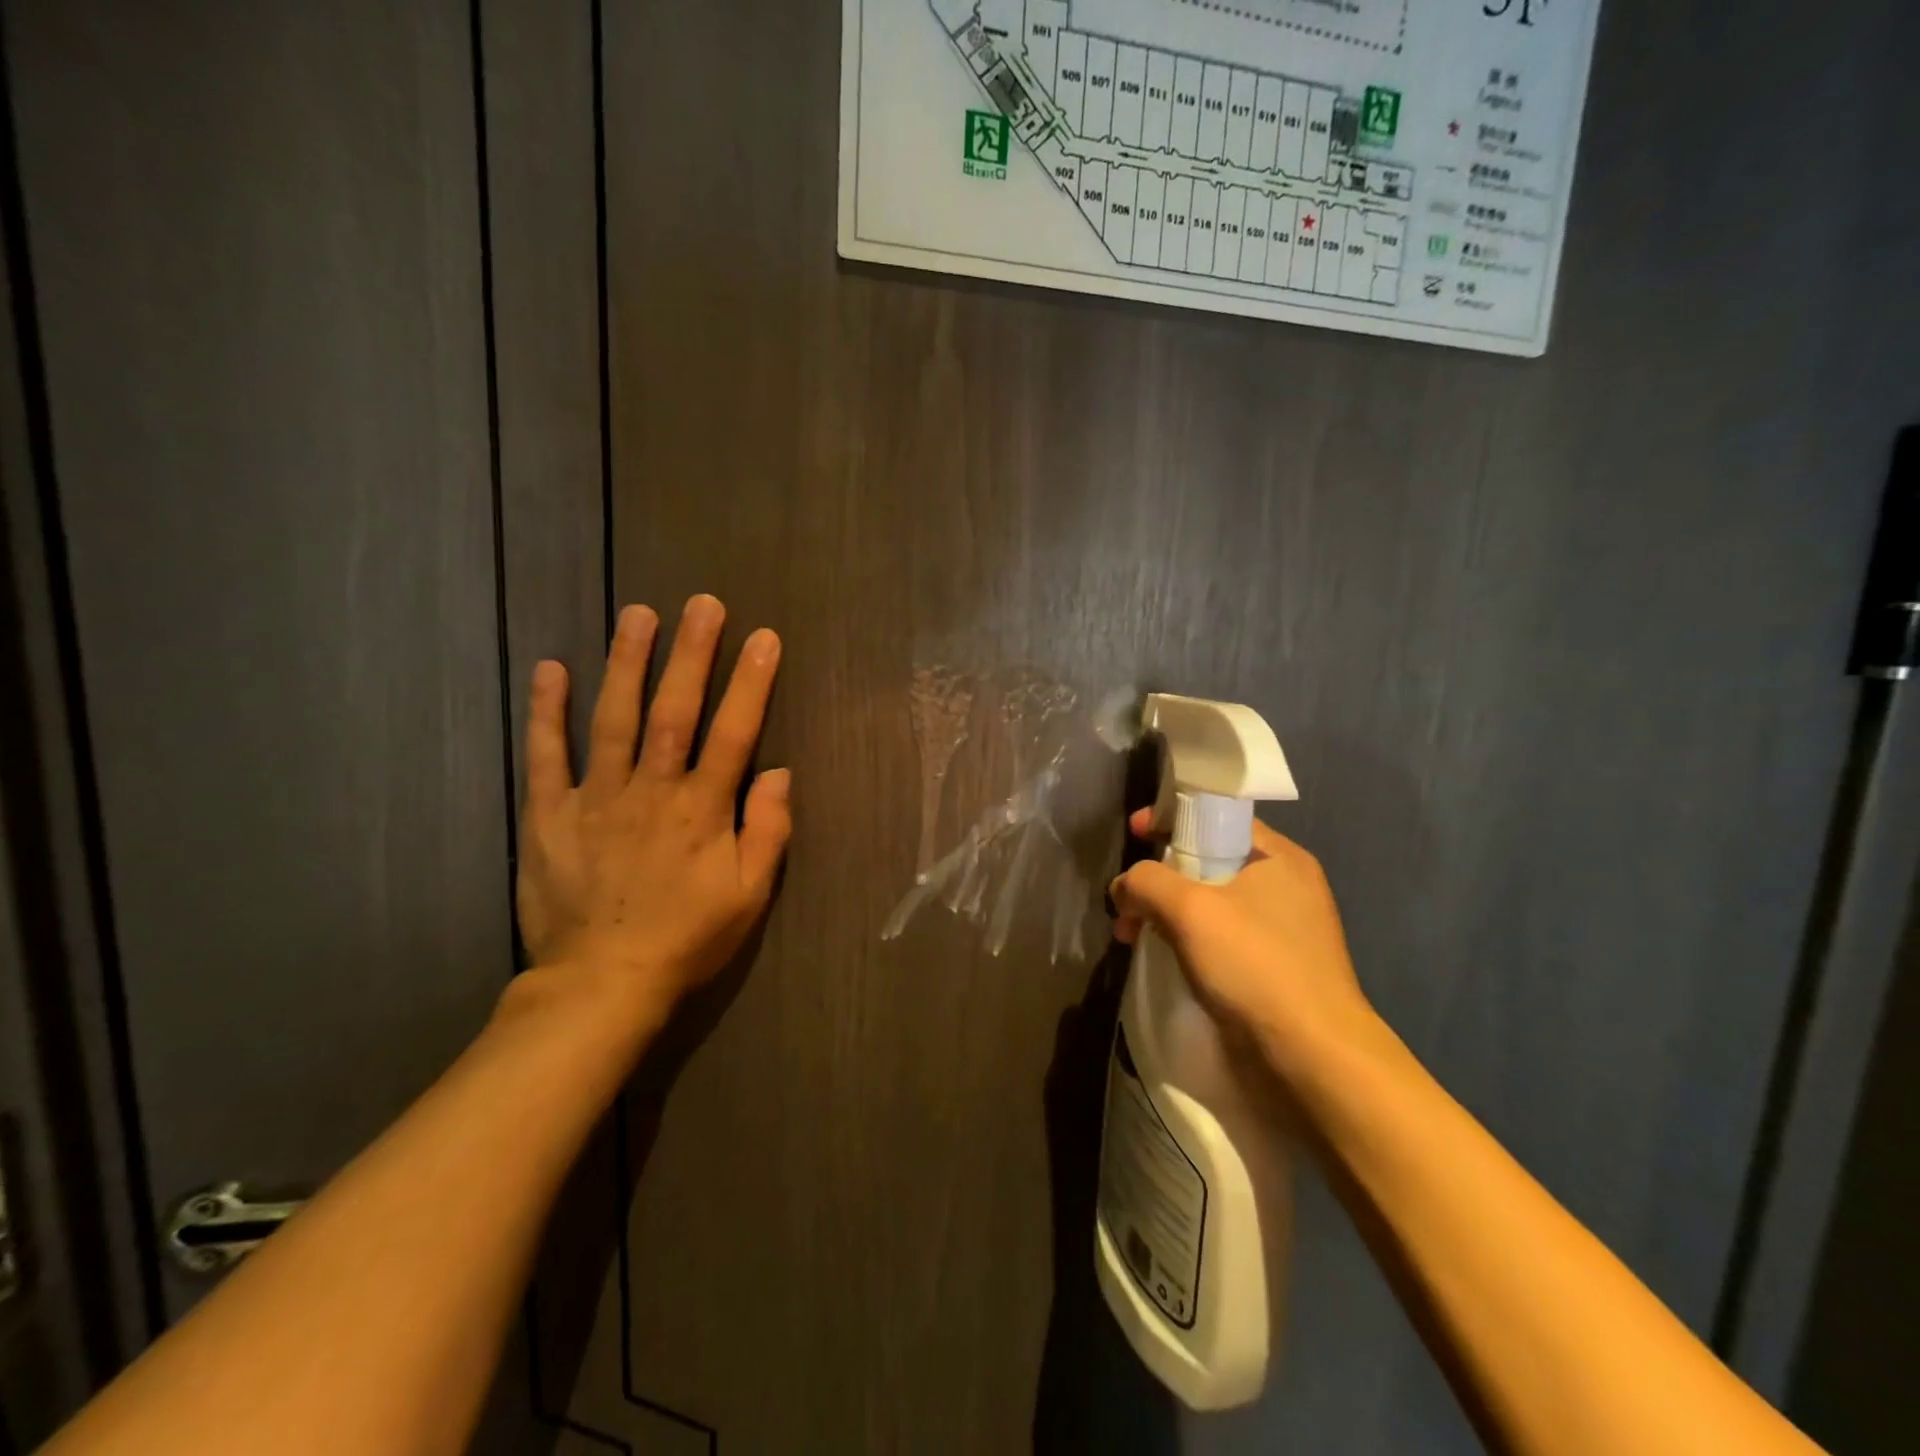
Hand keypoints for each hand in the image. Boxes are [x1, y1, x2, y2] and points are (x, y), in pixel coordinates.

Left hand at [514, 596, 790, 1025]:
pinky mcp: (549, 815)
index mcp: (702, 811)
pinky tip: (551, 668)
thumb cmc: (687, 939)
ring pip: (613, 719)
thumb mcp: (748, 896)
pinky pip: (546, 756)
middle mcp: (651, 791)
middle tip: (702, 603)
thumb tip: (779, 772)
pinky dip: (547, 711)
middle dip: (691, 654)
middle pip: (674, 712)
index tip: (763, 638)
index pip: (734, 734)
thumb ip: (768, 832)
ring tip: (638, 614)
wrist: (602, 984)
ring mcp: (596, 798)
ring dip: (627, 663)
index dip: (751, 683)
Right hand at [1109, 809, 1384, 1083]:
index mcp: (1278, 857)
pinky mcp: (1273, 969)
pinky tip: (1163, 959)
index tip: (1133, 833)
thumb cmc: (1254, 965)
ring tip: (1132, 937)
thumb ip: (1146, 881)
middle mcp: (1285, 886)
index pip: (1217, 817)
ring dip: (1166, 913)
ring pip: (1209, 903)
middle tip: (1126, 901)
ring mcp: (1282, 930)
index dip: (1171, 818)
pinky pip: (1219, 938)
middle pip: (1208, 861)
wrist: (1312, 1059)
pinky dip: (1186, 940)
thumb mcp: (1189, 909)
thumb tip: (1124, 887)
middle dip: (1159, 877)